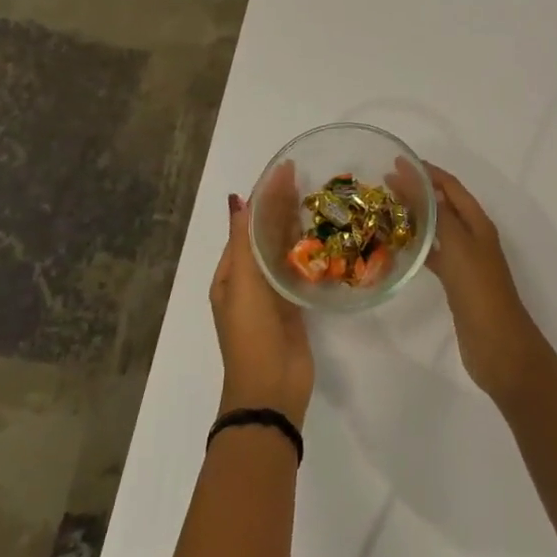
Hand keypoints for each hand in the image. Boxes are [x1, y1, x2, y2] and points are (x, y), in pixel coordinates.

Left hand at [211, 169, 313, 428]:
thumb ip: (244, 242)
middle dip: (282, 205)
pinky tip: (326, 234)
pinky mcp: (294, 305)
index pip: (248, 223)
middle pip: (266, 233)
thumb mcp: (243, 284)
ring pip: (284, 249)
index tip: (286, 168)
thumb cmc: (252, 333)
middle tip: (308, 175)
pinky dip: (309, 249)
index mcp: (230, 273)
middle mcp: (249, 279)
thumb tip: (238, 199)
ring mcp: (273, 293)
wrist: (271, 389)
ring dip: (296, 224)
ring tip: (319, 197)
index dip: (265, 195)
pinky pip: (300, 268)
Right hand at [409, 161, 552, 409]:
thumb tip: (417, 181)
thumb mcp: (458, 245)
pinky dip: (418, 246)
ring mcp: (466, 261)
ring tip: (386, 210)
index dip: (427, 172)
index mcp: (478, 223)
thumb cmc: (479, 290)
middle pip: (444, 205)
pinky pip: (434, 255)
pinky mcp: (456, 284)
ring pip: (438, 229)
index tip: (398, 161)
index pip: (450, 186)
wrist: (499, 345)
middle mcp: (473, 236)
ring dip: (416, 217)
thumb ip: (437, 213)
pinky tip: (399, 248)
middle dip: (418, 191)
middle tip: (385, 184)